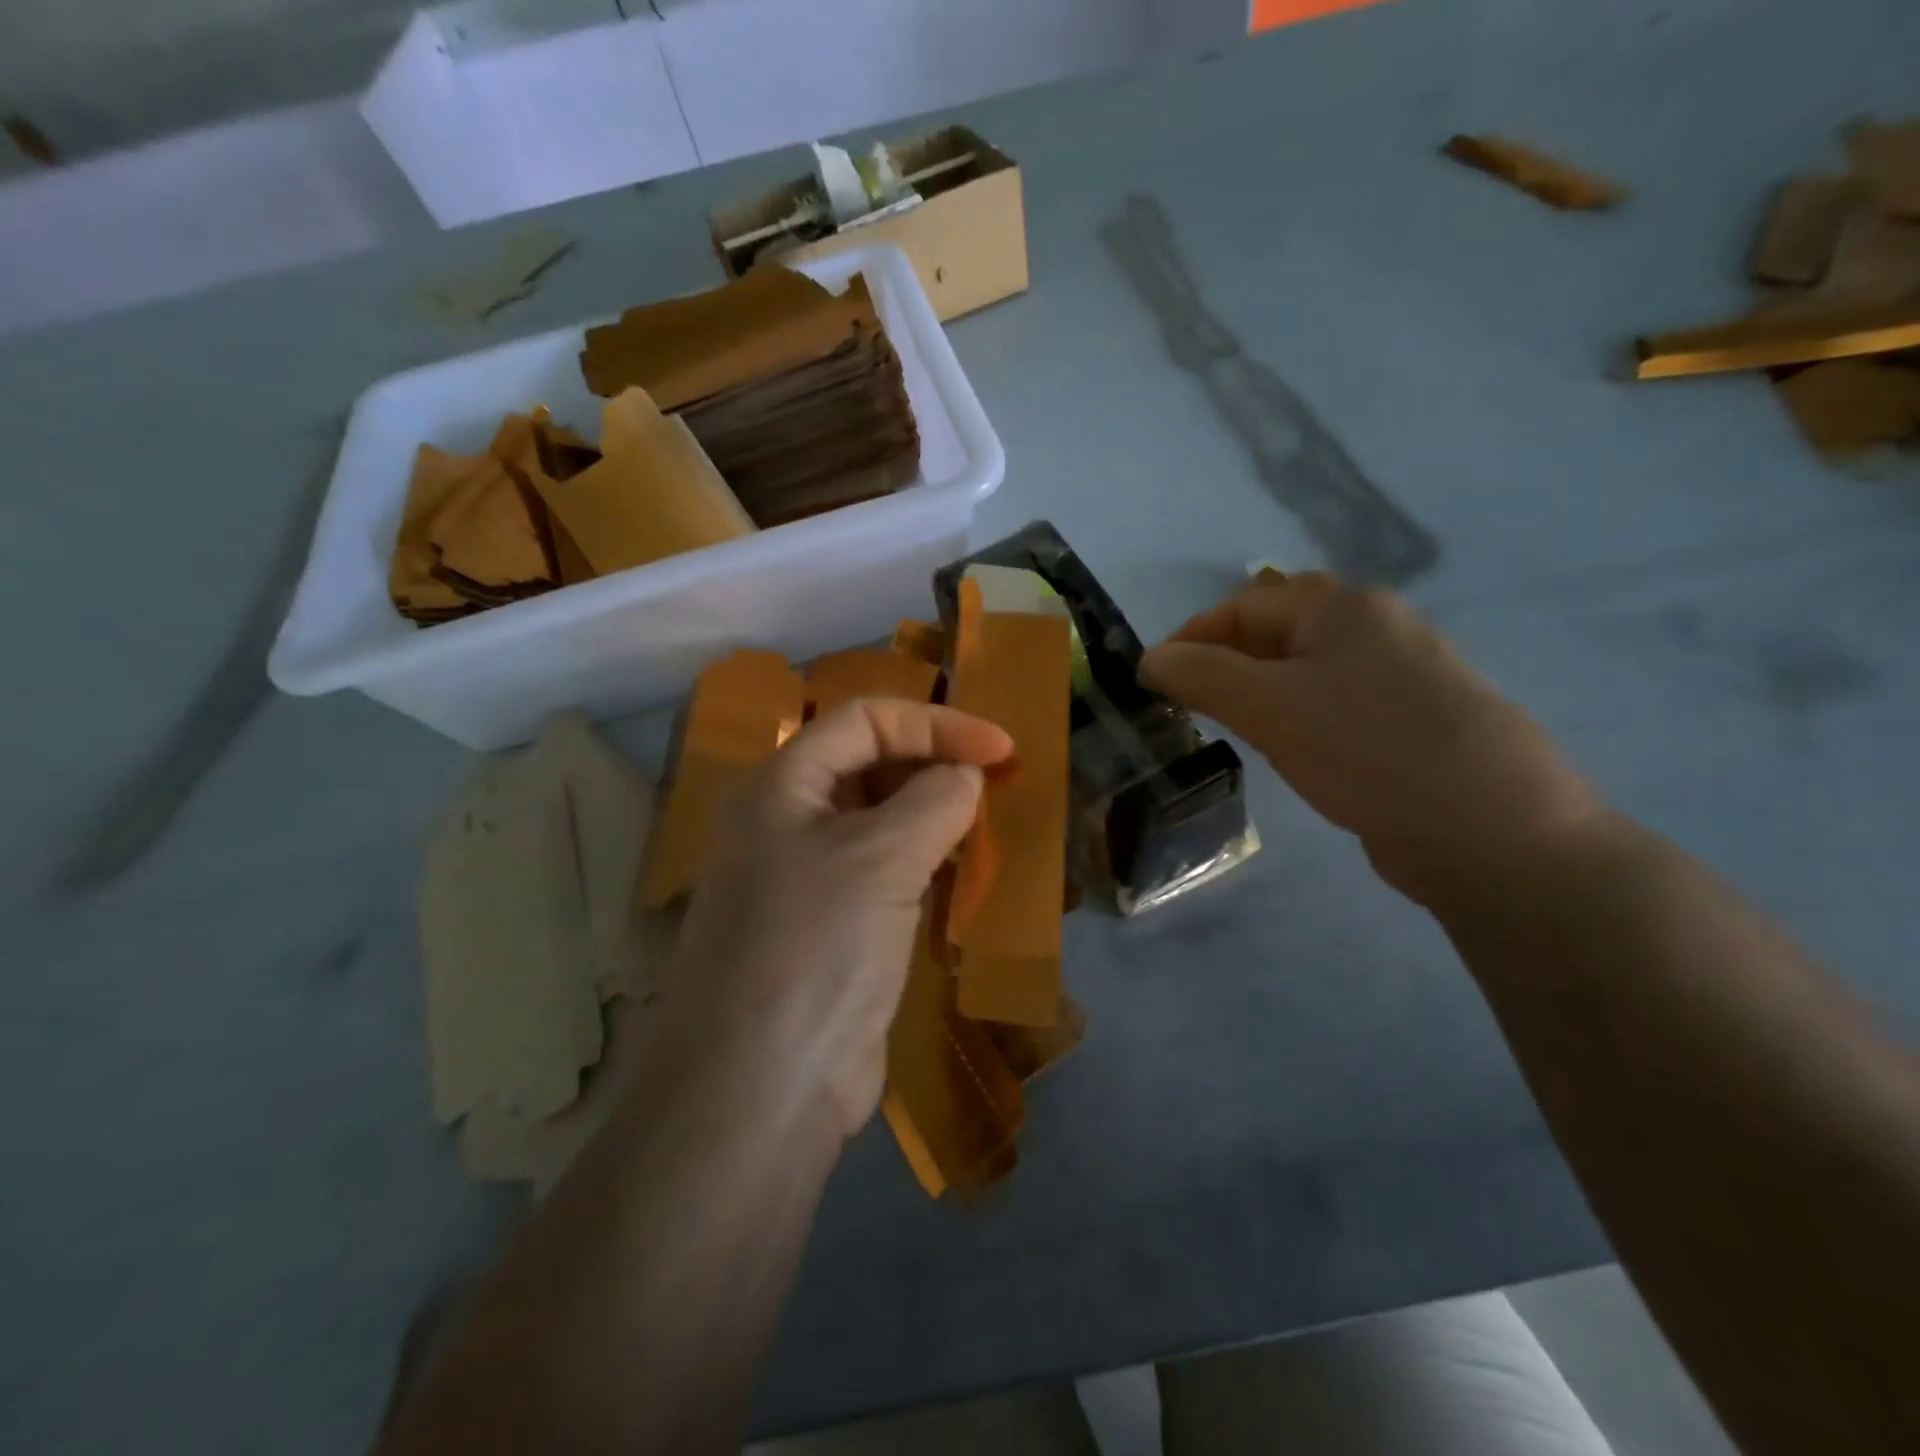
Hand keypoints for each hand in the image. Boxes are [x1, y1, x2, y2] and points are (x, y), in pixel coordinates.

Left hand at [657, 699, 1012, 1140]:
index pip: (864, 721)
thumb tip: (965, 775)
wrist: (760, 1091)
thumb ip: (934, 800)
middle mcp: (787, 824)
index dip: (935, 724)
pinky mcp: (832, 931)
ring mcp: (807, 880)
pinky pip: (885, 876)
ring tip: (988, 826)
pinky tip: (963, 876)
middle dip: (935, 766)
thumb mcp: (880, 857)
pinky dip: (925, 865)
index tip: (1002, 749)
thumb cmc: (815, 948)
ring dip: (934, 817)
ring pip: (881, 823)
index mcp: (781, 787)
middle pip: (870, 767)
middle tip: (999, 786)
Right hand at [1139, 573, 1602, 910]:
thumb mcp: (1270, 707)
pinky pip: (1337, 703)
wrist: (1492, 831)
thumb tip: (1150, 660)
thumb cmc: (1368, 751)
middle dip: (1226, 660)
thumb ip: (1202, 676)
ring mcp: (1404, 675)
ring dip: (1261, 689)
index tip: (1153, 682)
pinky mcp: (1415, 721)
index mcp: (1344, 608)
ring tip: (1231, 725)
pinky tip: (1291, 747)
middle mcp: (1378, 627)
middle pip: (1279, 631)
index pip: (1244, 606)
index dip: (1190, 638)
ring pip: (1309, 669)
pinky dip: (1299, 715)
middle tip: (1190, 702)